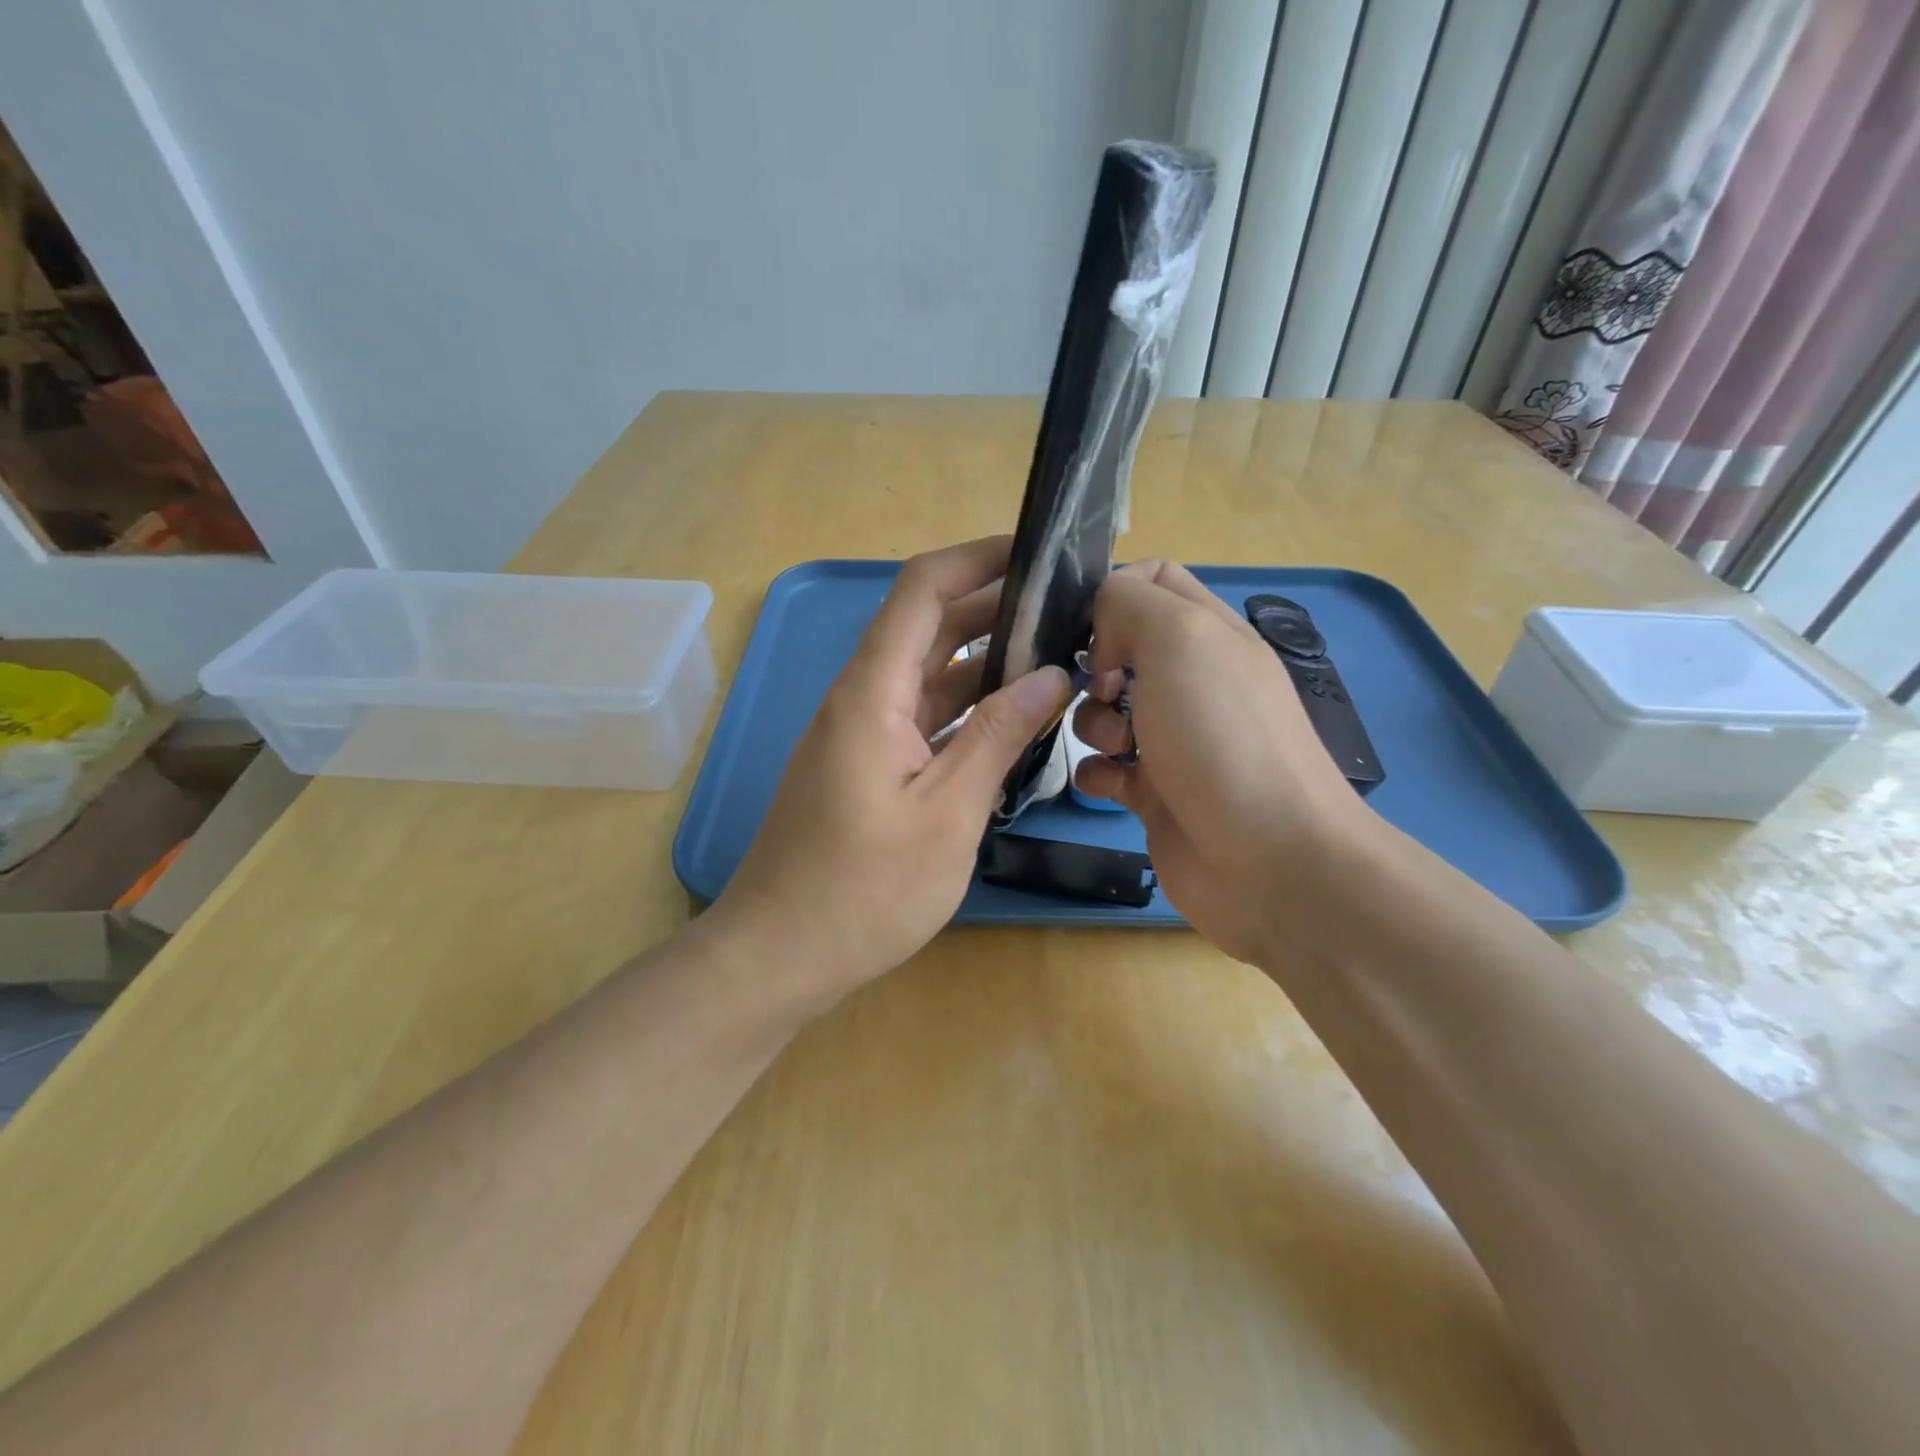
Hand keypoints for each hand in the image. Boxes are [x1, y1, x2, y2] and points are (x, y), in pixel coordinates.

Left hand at [714, 536, 1072, 1006]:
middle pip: (929, 627)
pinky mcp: (867, 765)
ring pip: (929, 674)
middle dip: (996, 607)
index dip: (977, 558)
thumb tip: (1052, 675)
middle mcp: (862, 699)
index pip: (922, 591)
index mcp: (871, 693)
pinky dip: (967, 709)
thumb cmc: (862, 891)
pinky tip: (1014, 718)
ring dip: (987, 662)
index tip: (1039, 552)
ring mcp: (862, 733)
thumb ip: (998, 737)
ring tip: (1057, 657)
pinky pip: (923, 717)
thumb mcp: (946, 814)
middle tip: (1069, 610)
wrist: (778, 955)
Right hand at [1071, 560, 1378, 965]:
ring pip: (1105, 710)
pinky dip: (1096, 772)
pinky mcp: (1156, 793)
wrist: (1268, 860)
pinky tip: (1107, 783)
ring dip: (1092, 722)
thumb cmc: (1221, 737)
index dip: (1112, 594)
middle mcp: (1193, 681)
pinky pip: (1106, 769)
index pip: (1153, 581)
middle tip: (1099, 688)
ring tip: (1115, 746)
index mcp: (1209, 634)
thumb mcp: (1179, 640)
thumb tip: (1101, 628)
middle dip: (1094, 665)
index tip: (1089, 629)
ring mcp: (1175, 739)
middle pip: (1120, 648)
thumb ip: (1129, 603)